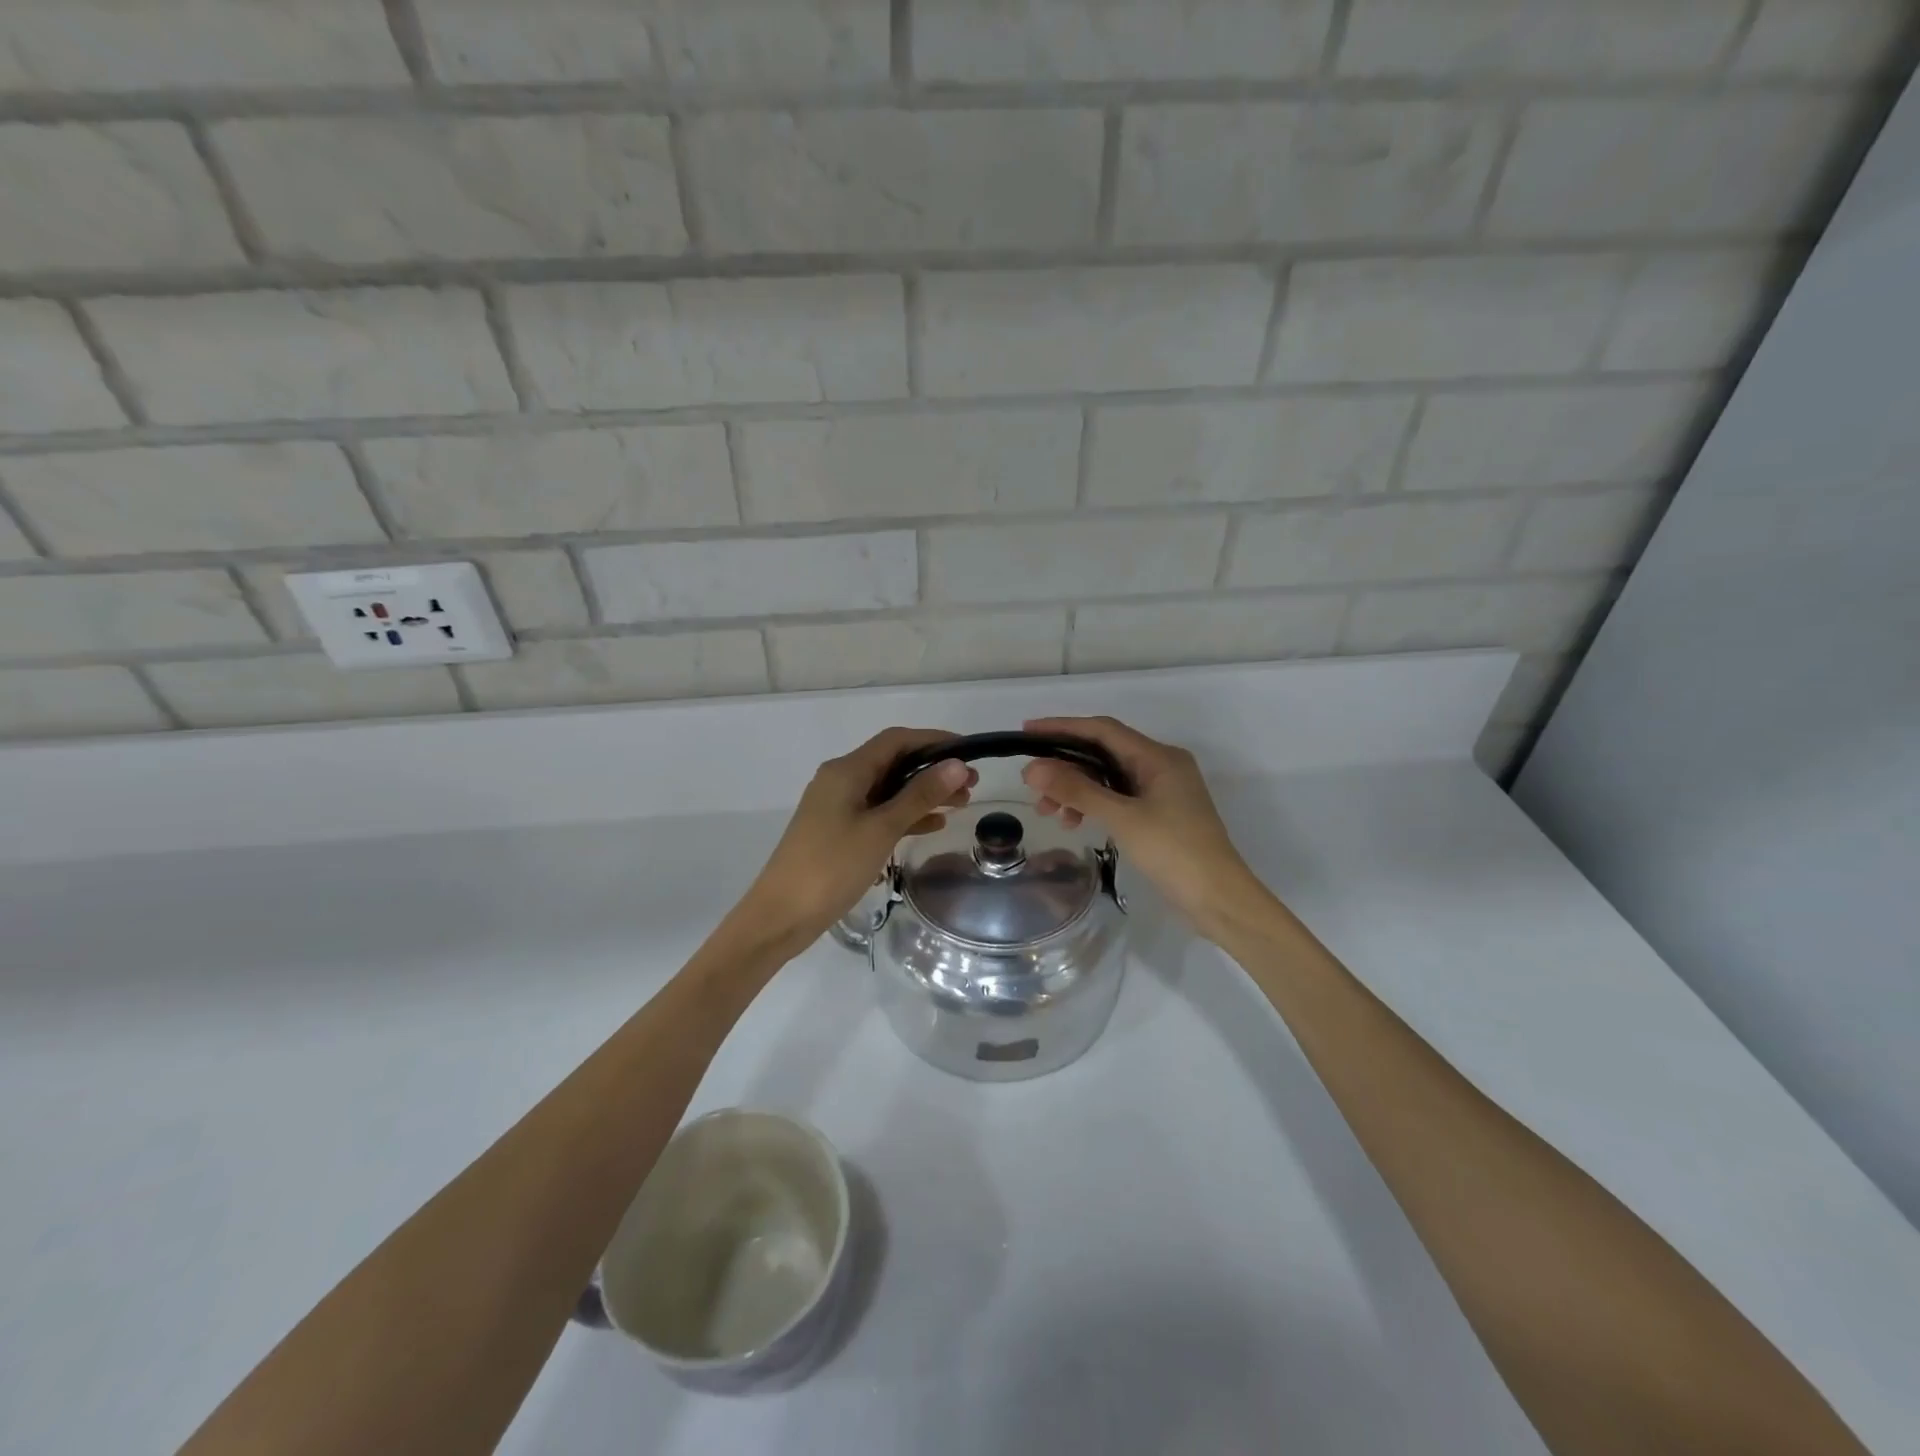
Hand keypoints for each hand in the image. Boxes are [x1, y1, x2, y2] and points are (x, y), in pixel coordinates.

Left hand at [736, 727, 975, 950]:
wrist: (781, 915)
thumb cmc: (832, 867)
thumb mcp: (881, 829)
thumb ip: (920, 795)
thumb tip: (957, 765)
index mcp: (846, 770)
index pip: (896, 740)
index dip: (934, 741)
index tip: (969, 752)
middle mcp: (840, 780)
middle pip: (893, 763)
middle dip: (933, 770)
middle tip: (972, 784)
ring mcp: (837, 806)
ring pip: (888, 789)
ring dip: (923, 793)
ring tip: (961, 804)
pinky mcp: (838, 831)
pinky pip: (878, 812)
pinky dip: (905, 815)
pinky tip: (933, 825)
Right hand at [1021, 716, 1264, 940]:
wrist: (1219, 900)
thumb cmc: (1174, 852)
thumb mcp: (1122, 818)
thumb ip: (1077, 791)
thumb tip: (1032, 768)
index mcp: (1158, 757)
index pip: (1102, 730)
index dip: (1062, 727)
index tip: (1027, 732)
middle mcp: (1161, 766)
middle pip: (1103, 753)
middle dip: (1065, 766)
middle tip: (1031, 785)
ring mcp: (1161, 791)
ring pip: (1107, 778)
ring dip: (1075, 790)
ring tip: (1048, 812)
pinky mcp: (1159, 814)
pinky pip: (1117, 798)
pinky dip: (1092, 806)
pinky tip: (1074, 822)